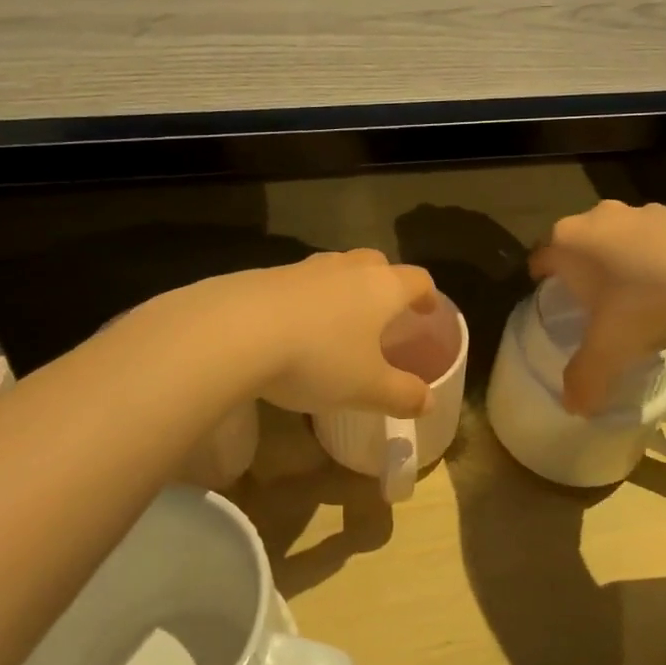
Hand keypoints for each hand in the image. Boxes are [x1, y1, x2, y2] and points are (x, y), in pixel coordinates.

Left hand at [229, 250, 438, 416]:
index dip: (426, 296)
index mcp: (381, 288)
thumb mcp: (366, 388)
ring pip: (336, 269)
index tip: (426, 312)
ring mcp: (305, 267)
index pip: (417, 279)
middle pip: (376, 263)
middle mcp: (347, 268)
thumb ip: (402, 394)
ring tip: (338, 322)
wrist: (237, 331)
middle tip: (383, 314)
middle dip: (385, 284)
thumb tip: (428, 401)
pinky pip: (300, 283)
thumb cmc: (318, 358)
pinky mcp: (268, 275)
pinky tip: (294, 328)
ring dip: (343, 289)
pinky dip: (307, 299)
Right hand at [528, 200, 665, 415]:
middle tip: (593, 296)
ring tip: (639, 290)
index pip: (541, 256)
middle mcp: (597, 219)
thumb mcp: (607, 350)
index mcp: (568, 244)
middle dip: (582, 263)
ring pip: (620, 233)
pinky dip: (662, 253)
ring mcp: (640, 211)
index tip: (547, 291)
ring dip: (623, 255)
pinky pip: (660, 235)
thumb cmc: (640, 304)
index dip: (541, 275)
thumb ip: (584, 378)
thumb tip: (574, 408)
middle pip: (579, 240)